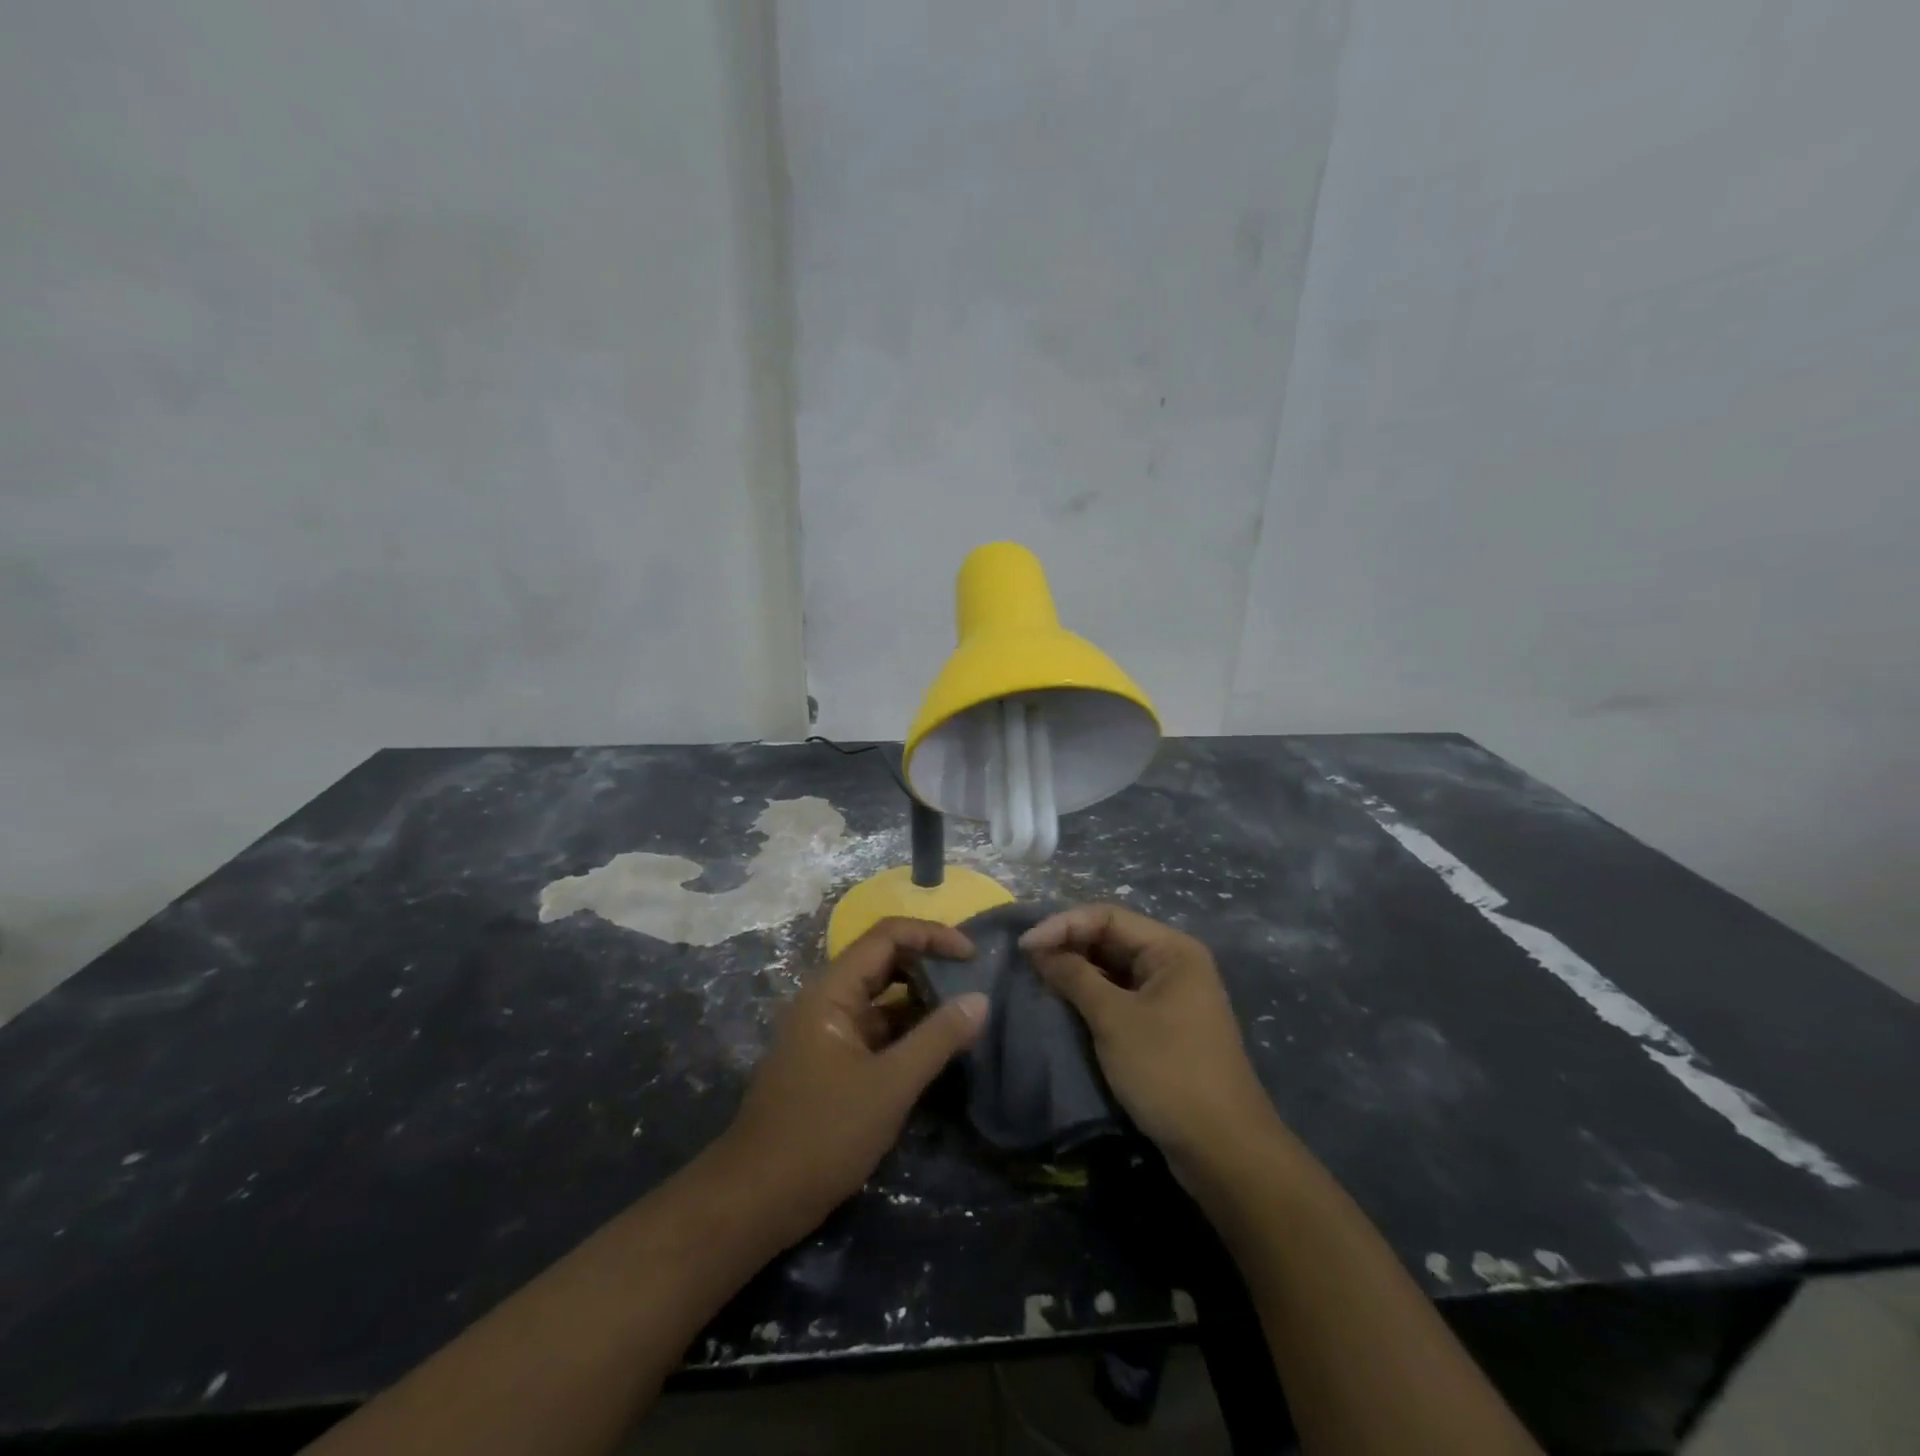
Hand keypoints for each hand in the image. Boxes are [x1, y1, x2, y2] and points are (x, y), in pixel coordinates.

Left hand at [717, 918, 988, 1246]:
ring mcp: (828, 1032)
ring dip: (921, 1001)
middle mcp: (827, 1000)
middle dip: (930, 964)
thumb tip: (980, 999)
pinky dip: (907, 1032)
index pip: (887, 936)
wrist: (755, 1200)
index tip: (973, 955)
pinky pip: (876, 1031)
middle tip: (975, 981)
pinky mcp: (832, 1063)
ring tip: (966, 1012)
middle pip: (884, 962)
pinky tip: (938, 1049)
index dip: (932, 935)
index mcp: (832, 990)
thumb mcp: (890, 1086)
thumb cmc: (822, 1134)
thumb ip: (937, 1039)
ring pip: (882, 999)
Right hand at [1021, 904, 1279, 1177]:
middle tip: (1027, 962)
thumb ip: (1074, 977)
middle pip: (1111, 938)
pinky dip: (1092, 996)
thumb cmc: (1168, 1071)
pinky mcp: (1164, 1027)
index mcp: (1172, 950)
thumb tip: (1039, 950)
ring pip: (1114, 969)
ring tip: (1039, 980)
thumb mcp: (1114, 1019)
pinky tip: (1064, 1005)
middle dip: (1068, 945)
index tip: (1024, 947)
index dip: (1063, 925)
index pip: (1107, 917)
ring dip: (1077, 972)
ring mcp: (1171, 996)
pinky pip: (1121, 996)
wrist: (1223, 1150)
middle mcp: (1174, 964)